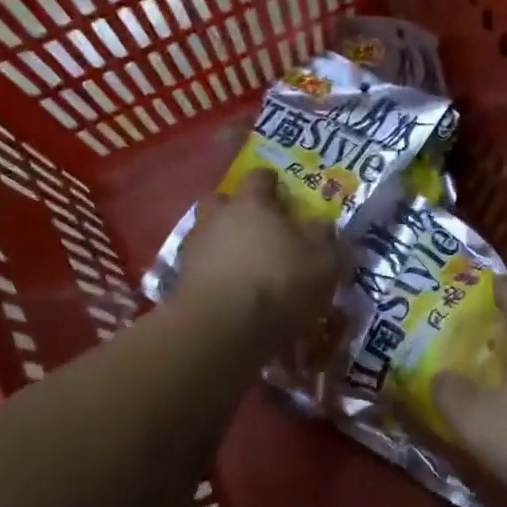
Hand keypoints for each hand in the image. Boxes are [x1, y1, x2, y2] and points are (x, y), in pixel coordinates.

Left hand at [173, 169, 344, 345]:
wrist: (221, 328)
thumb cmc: (278, 282)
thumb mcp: (323, 261)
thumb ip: (325, 238)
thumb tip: (322, 224)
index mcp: (251, 203)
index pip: (259, 177)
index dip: (271, 182)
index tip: (281, 191)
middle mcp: (217, 217)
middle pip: (223, 201)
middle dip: (237, 210)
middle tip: (257, 227)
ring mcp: (195, 248)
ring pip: (209, 234)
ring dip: (224, 244)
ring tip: (244, 266)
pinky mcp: (182, 280)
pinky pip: (202, 267)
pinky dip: (214, 274)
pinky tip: (230, 291)